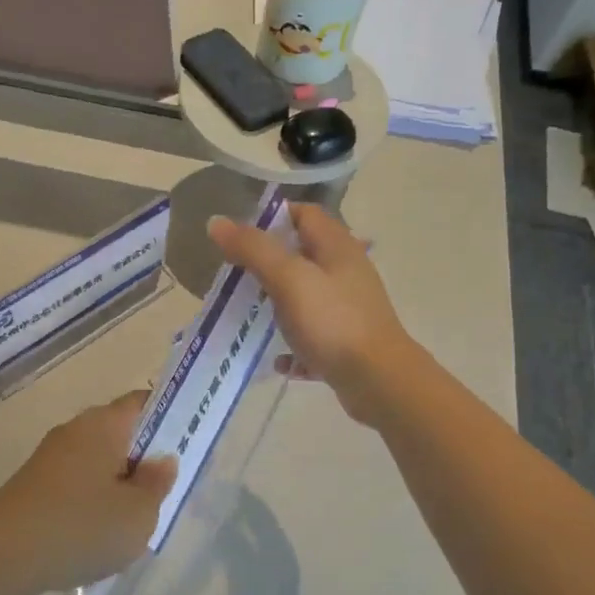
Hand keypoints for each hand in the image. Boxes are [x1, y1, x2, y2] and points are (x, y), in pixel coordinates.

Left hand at [0, 391, 176, 594]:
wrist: (1, 558)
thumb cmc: (81, 528)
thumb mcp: (138, 515)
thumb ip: (157, 483)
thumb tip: (161, 459)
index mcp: (103, 425)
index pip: (142, 402)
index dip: (168, 417)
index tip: (184, 444)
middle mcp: (74, 430)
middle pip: (120, 431)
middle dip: (143, 457)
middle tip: (162, 492)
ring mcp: (49, 456)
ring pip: (97, 459)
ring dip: (117, 481)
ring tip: (130, 520)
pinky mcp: (32, 482)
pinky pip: (75, 480)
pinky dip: (91, 498)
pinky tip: (94, 533)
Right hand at [207, 203, 417, 427]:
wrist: (378, 381)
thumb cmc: (332, 322)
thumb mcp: (288, 279)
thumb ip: (253, 249)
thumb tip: (216, 222)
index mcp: (337, 247)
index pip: (304, 214)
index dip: (272, 218)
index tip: (239, 237)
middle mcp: (346, 272)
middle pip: (302, 255)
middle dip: (267, 263)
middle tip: (235, 276)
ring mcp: (348, 308)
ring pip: (305, 296)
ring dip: (277, 304)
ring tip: (247, 315)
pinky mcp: (346, 341)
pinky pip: (311, 336)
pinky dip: (292, 344)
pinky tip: (276, 359)